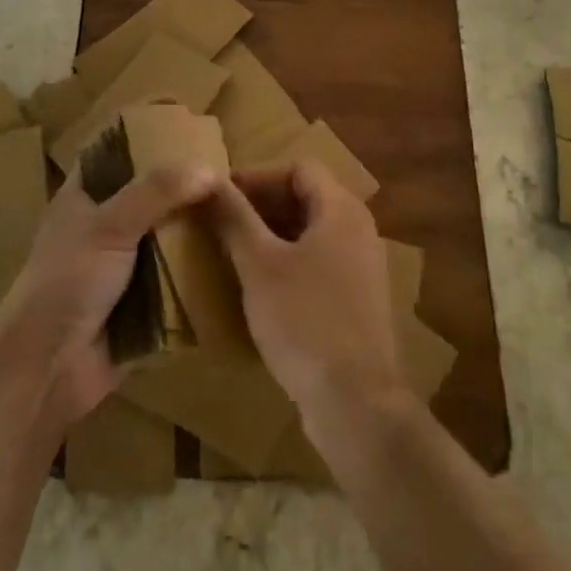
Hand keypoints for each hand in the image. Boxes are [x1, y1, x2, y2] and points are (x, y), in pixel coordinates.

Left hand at [0, 162, 216, 430]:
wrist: (47, 369)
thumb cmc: (67, 282)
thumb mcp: (108, 225)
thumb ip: (156, 191)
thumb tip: (209, 168)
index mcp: (84, 195)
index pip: (115, 152)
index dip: (145, 136)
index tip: (188, 126)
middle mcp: (105, 223)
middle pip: (150, 193)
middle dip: (184, 184)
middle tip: (231, 171)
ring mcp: (124, 263)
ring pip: (167, 234)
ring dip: (196, 227)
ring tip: (241, 208)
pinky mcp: (143, 299)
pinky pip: (176, 275)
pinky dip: (198, 267)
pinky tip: (234, 254)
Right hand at [207, 159, 402, 429]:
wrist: (356, 402)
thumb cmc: (304, 320)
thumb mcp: (259, 265)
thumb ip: (234, 218)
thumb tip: (208, 180)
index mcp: (341, 209)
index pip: (298, 168)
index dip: (257, 176)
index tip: (220, 194)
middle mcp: (359, 228)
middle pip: (307, 197)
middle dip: (262, 205)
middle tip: (221, 221)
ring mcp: (362, 265)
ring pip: (312, 231)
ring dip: (273, 234)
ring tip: (234, 250)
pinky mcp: (358, 299)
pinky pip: (320, 261)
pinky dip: (290, 260)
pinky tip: (261, 285)